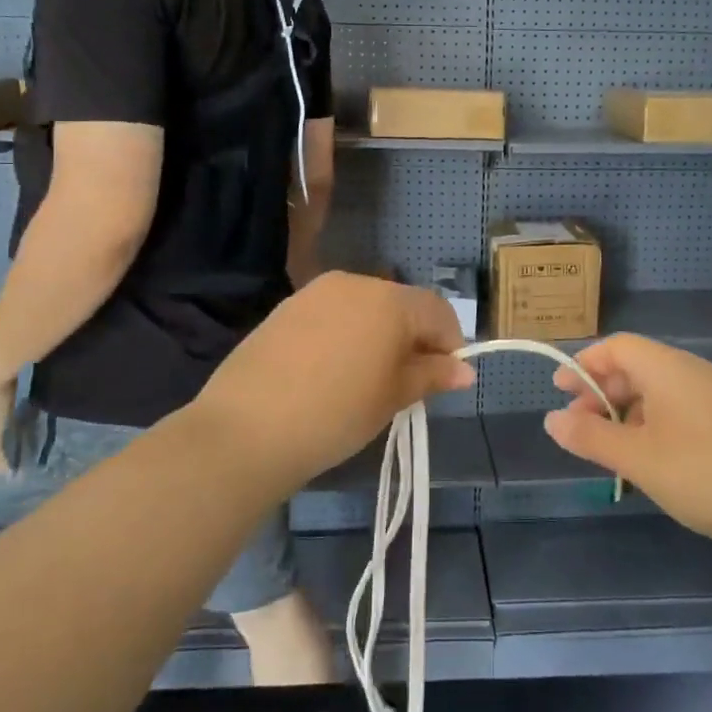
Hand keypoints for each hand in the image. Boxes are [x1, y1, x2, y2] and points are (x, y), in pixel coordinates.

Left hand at [190, 272, 473, 491]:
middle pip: (400, 304)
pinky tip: (331, 371)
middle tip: (407, 382)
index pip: (437, 311)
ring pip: (364, 307)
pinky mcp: (286, 308)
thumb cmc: (336, 414)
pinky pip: (332, 314)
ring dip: (378, 334)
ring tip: (367, 378)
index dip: (449, 343)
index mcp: (389, 301)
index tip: (444, 379)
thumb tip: (464, 370)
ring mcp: (316, 293)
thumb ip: (431, 376)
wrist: (247, 428)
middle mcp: (355, 283)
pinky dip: (345, 334)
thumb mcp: (392, 398)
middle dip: (412, 338)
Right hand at [545, 334, 711, 550]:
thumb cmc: (705, 473)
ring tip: (611, 449)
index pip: (616, 346)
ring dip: (627, 413)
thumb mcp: (637, 458)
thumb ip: (590, 436)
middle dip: (602, 391)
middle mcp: (693, 372)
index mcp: (667, 368)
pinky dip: (655, 426)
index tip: (560, 390)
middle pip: (637, 367)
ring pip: (660, 393)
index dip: (584, 363)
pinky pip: (682, 411)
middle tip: (579, 425)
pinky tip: (653, 462)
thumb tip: (551, 419)